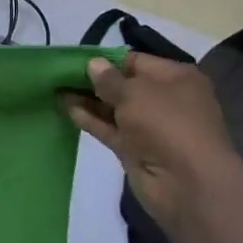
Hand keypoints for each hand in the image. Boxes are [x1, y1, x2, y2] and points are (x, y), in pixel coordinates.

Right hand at [60, 54, 242, 242]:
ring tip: (56, 89)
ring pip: (113, 108)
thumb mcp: (135, 92)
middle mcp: (164, 99)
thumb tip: (92, 64)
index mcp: (175, 78)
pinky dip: (90, 119)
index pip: (135, 61)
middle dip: (93, 80)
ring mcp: (149, 126)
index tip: (75, 59)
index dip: (106, 59)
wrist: (187, 183)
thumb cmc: (167, 124)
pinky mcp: (134, 148)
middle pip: (123, 85)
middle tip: (60, 74)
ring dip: (87, 100)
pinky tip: (66, 109)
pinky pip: (109, 128)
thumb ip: (108, 79)